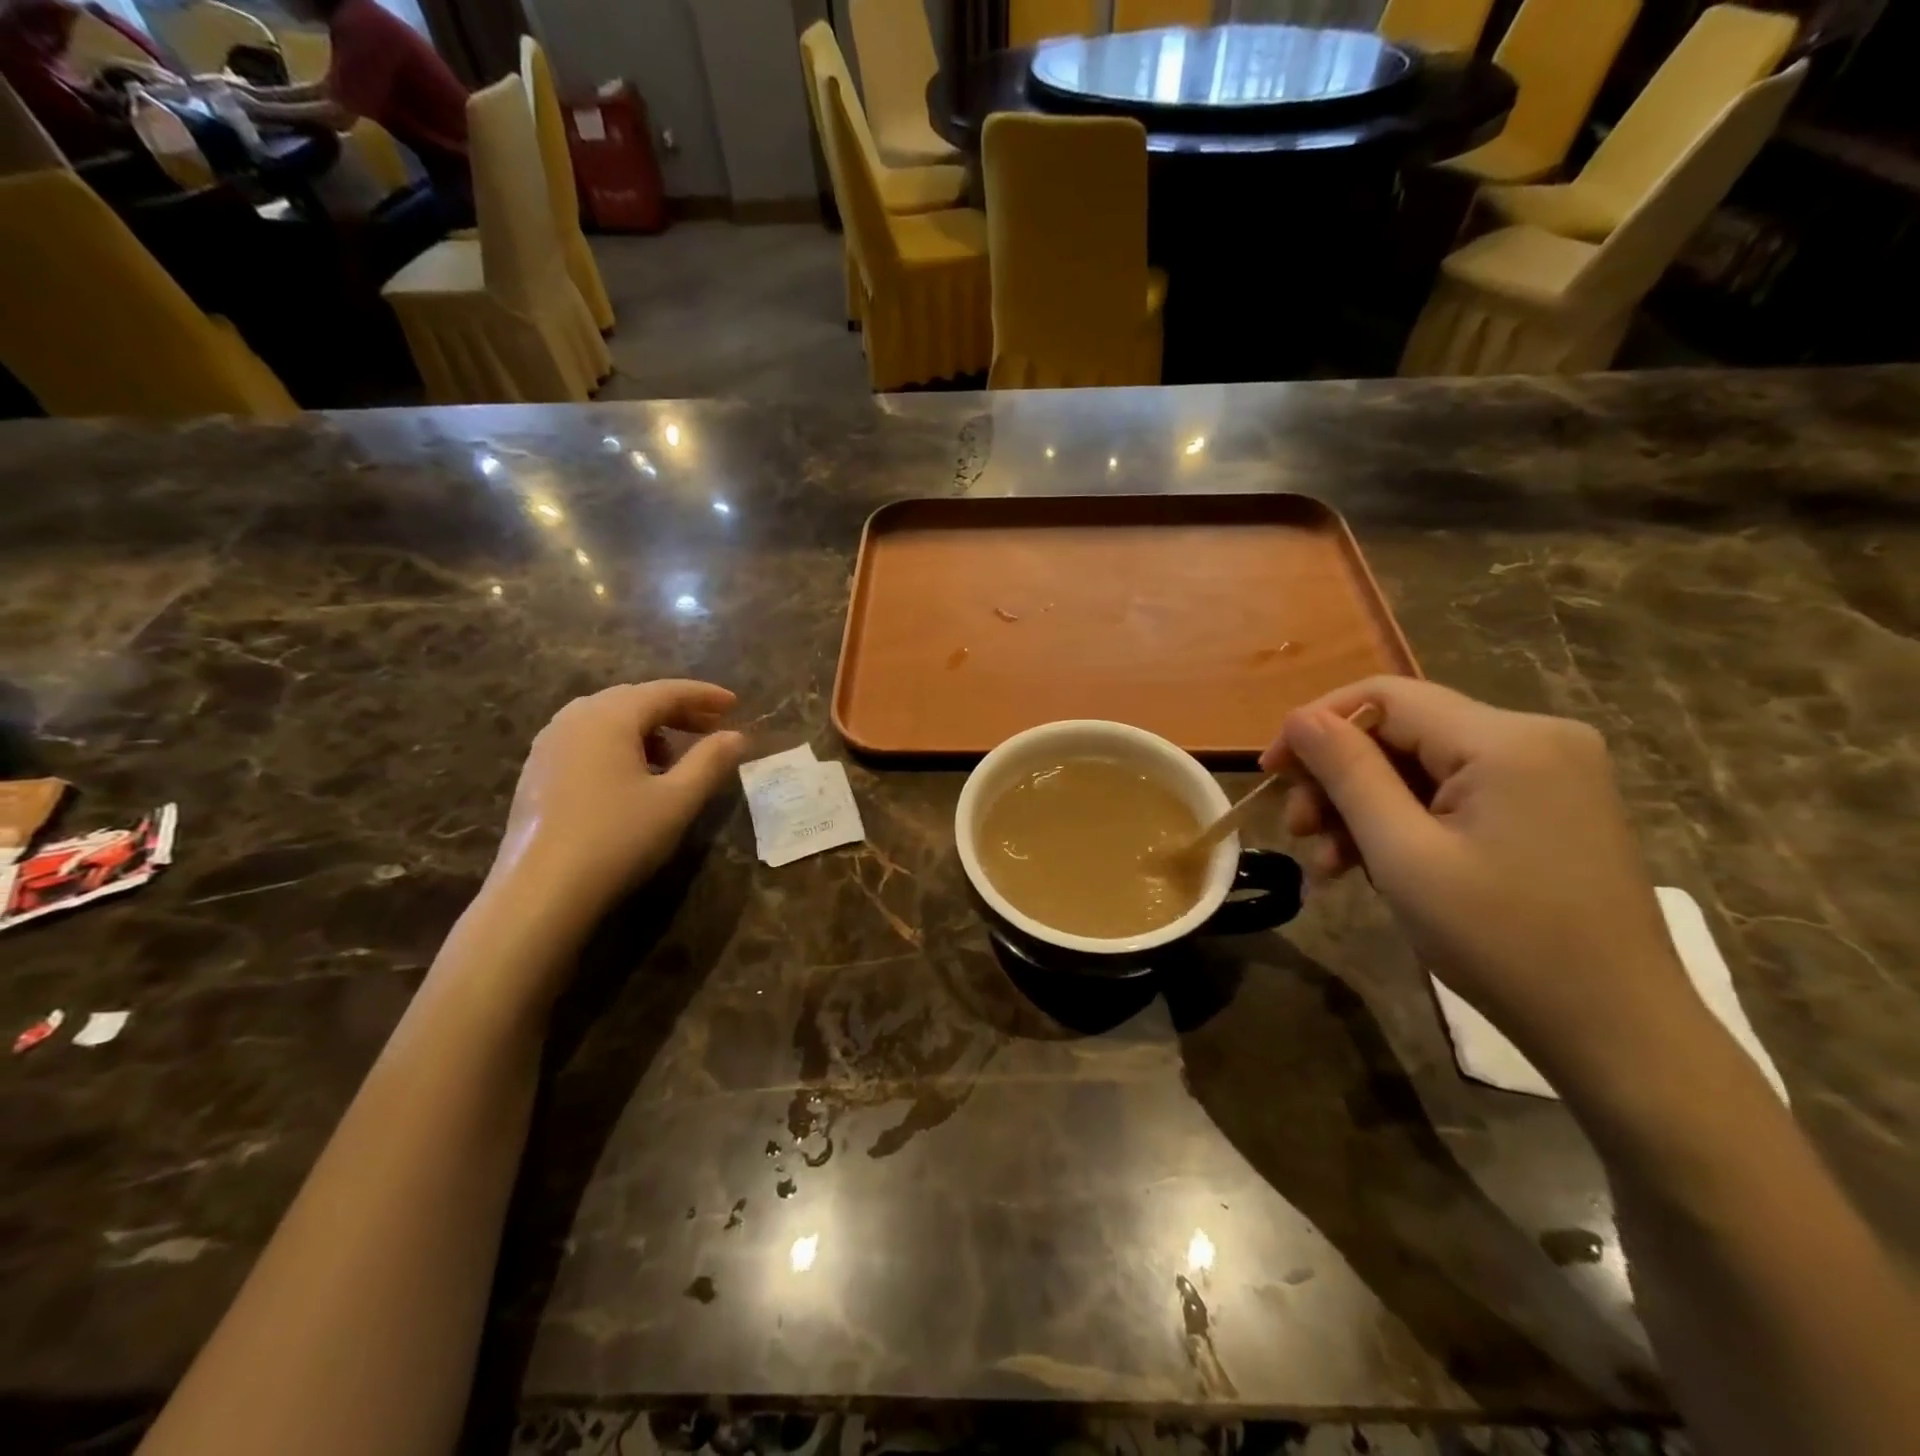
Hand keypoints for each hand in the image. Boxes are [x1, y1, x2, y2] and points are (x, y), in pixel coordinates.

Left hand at [483, 681, 744, 941]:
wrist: (540, 892)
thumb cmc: (617, 838)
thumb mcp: (677, 800)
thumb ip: (710, 762)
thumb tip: (737, 736)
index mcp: (609, 716)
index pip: (665, 691)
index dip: (704, 695)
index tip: (735, 704)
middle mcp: (574, 718)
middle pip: (634, 699)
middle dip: (677, 709)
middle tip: (712, 726)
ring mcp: (549, 743)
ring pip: (608, 718)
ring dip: (647, 727)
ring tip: (676, 753)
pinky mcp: (537, 770)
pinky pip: (587, 738)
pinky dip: (620, 743)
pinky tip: (634, 775)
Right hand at [1265, 677, 1700, 1080]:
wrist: (1617, 1031)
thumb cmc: (1500, 941)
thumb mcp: (1403, 854)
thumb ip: (1347, 773)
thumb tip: (1299, 717)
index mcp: (1507, 739)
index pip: (1385, 696)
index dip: (1316, 725)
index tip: (1269, 773)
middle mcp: (1535, 737)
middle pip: (1402, 731)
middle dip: (1338, 778)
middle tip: (1298, 832)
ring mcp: (1548, 772)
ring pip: (1422, 765)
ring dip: (1364, 807)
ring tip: (1327, 863)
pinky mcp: (1547, 806)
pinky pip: (1453, 793)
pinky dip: (1404, 822)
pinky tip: (1370, 865)